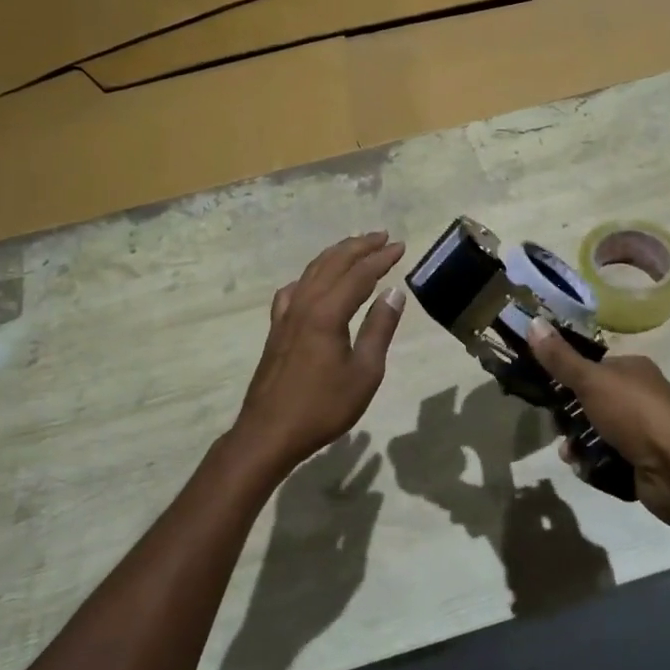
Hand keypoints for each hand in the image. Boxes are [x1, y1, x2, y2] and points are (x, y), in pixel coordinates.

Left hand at [227, 232, 406, 478]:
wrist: (269, 432)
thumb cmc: (323, 407)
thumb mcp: (364, 373)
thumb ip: (379, 329)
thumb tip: (394, 293)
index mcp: (328, 312)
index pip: (360, 274)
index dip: (381, 258)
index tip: (401, 246)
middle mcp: (305, 303)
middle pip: (334, 263)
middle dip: (360, 246)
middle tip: (382, 237)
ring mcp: (286, 314)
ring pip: (312, 271)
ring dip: (336, 255)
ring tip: (355, 247)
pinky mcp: (276, 327)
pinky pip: (294, 289)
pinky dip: (311, 276)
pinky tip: (314, 282)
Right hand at [525, 320, 669, 528]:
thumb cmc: (635, 414)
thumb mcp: (592, 380)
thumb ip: (560, 357)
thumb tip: (533, 321)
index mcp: (632, 369)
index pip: (591, 366)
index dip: (567, 376)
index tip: (544, 389)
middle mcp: (638, 396)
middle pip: (590, 400)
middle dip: (569, 415)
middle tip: (557, 424)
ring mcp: (640, 430)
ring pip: (594, 431)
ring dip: (577, 442)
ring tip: (569, 452)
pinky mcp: (639, 461)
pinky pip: (605, 458)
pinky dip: (591, 463)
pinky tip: (583, 467)